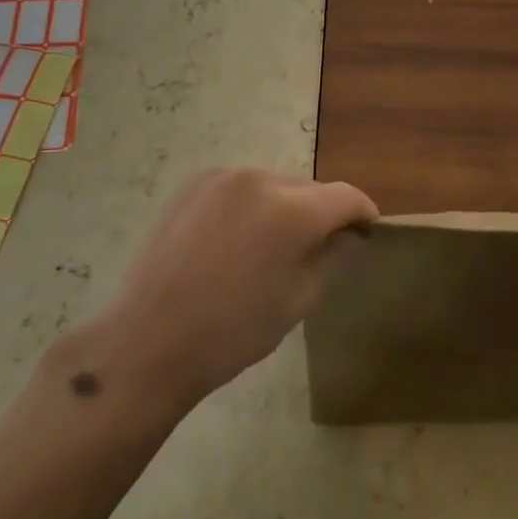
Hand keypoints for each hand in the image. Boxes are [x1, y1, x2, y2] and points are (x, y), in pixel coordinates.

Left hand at [95, 168, 376, 411]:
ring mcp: (221, 178)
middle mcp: (259, 179)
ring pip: (273, 185)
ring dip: (285, 206)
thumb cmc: (232, 332)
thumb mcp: (297, 301)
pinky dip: (250, 205)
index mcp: (291, 211)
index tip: (368, 230)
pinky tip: (237, 240)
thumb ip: (331, 257)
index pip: (345, 196)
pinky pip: (240, 187)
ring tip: (272, 246)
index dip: (363, 212)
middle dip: (322, 211)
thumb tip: (348, 234)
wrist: (148, 340)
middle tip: (321, 246)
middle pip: (308, 188)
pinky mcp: (193, 184)